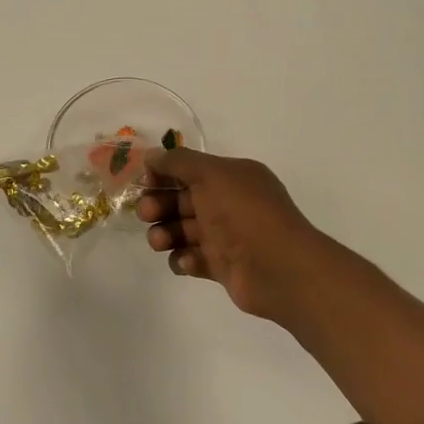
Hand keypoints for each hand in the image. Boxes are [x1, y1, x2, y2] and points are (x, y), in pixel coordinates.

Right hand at [135, 147, 338, 324]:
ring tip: (161, 241)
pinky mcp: (222, 266)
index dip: (164, 175)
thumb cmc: (244, 213)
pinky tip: (188, 260)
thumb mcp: (211, 174)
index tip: (145, 183)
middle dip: (159, 205)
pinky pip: (192, 259)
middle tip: (147, 213)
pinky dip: (184, 259)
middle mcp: (229, 204)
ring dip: (165, 233)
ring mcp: (226, 237)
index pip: (190, 170)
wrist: (278, 268)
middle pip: (182, 200)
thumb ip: (178, 161)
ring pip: (183, 231)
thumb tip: (151, 155)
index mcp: (232, 177)